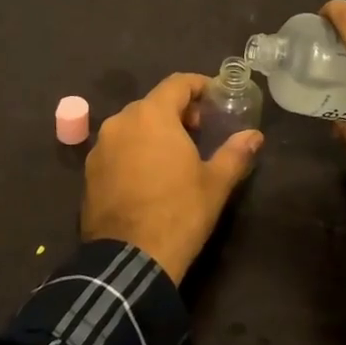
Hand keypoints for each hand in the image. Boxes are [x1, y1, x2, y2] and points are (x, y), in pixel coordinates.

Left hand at [81, 72, 262, 282]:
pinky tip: (149, 176)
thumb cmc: (178, 213)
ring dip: (155, 131)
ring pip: (133, 125)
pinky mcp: (89, 171)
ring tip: (175, 155)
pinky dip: (134, 151)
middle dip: (178, 111)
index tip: (216, 98)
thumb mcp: (215, 184)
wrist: (129, 261)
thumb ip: (236, 153)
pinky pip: (117, 148)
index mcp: (152, 115)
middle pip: (154, 103)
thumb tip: (255, 136)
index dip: (199, 86)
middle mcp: (121, 121)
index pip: (177, 83)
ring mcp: (100, 146)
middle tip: (201, 131)